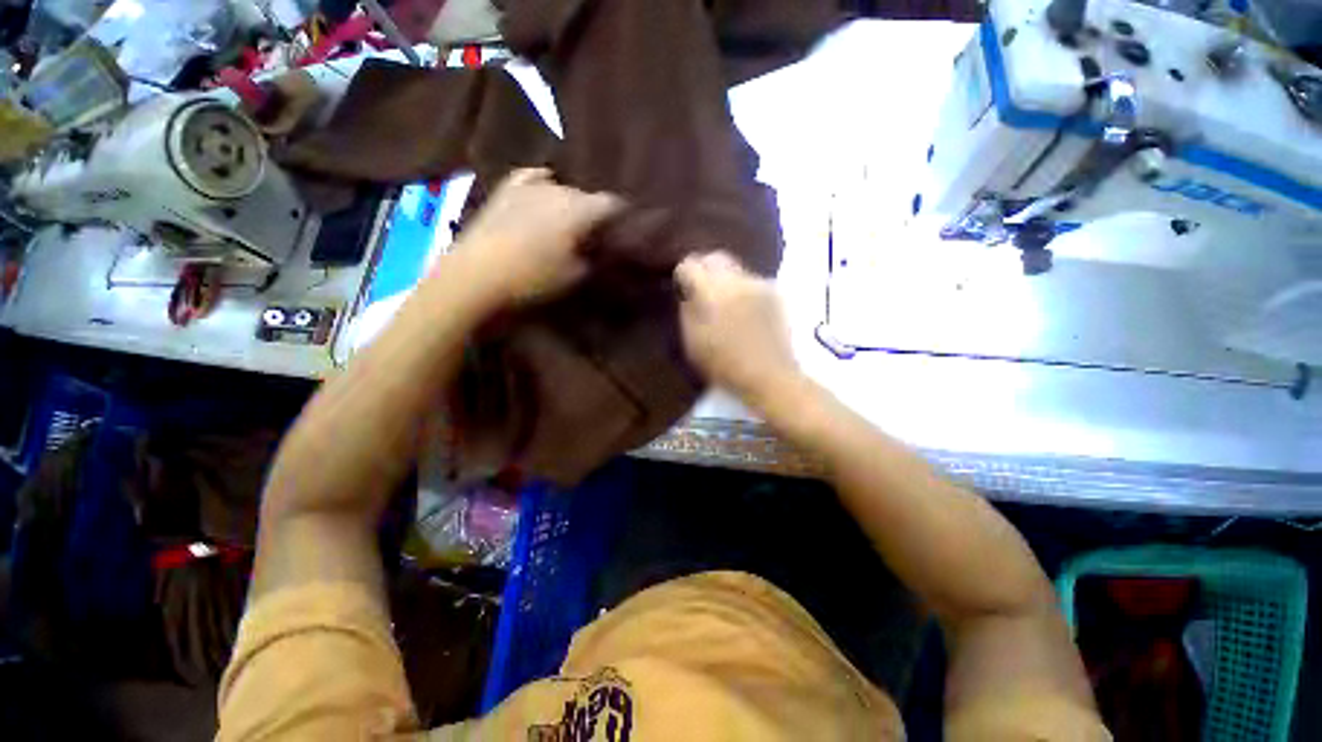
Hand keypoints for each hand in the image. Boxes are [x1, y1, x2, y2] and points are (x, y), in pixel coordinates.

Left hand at [449, 168, 622, 307]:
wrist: (477, 275)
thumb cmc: (534, 278)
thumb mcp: (577, 275)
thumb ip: (596, 257)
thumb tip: (605, 248)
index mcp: (580, 209)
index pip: (612, 203)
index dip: (622, 216)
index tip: (625, 230)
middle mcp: (559, 189)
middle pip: (586, 195)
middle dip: (594, 212)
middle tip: (596, 234)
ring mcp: (530, 186)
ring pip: (561, 188)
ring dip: (569, 204)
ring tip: (569, 222)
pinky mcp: (506, 190)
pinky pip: (532, 178)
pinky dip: (542, 185)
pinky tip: (545, 191)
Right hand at [675, 251, 798, 404]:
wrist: (769, 376)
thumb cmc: (724, 364)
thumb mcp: (693, 342)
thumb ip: (687, 311)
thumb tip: (688, 292)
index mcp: (713, 291)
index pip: (691, 264)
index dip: (683, 274)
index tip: (681, 287)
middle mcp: (737, 279)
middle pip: (715, 257)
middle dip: (704, 268)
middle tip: (699, 289)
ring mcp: (759, 284)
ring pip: (735, 267)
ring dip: (724, 278)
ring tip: (721, 301)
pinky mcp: (775, 293)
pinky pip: (751, 280)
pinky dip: (741, 288)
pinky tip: (741, 309)